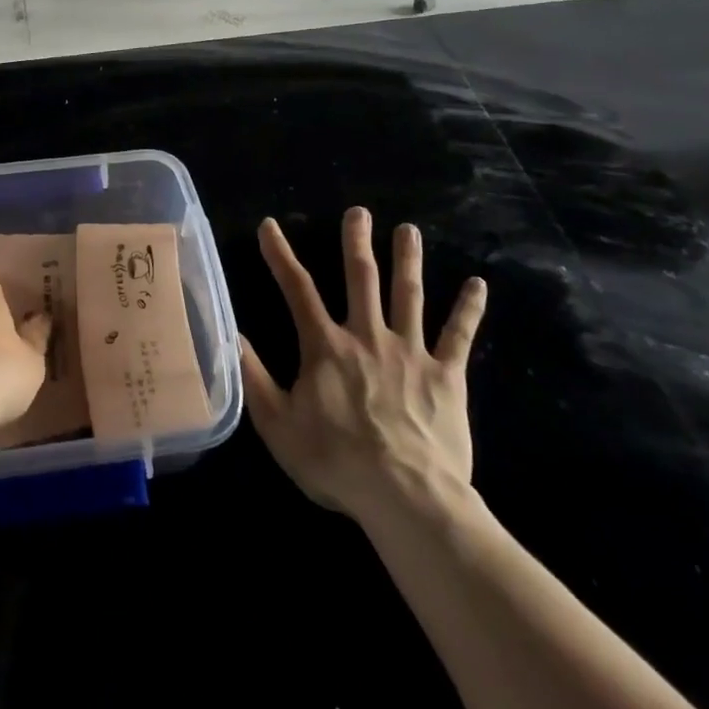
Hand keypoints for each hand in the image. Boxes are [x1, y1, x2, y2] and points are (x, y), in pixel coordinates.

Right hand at [240, 210, 487, 529]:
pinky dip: (468, 309)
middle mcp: (367, 336)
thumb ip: (253, 376)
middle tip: (359, 212)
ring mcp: (410, 352)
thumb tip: (229, 333)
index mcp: (326, 347)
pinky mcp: (446, 375)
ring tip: (409, 230)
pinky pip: (459, 336)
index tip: (270, 226)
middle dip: (357, 242)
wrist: (406, 497)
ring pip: (408, 295)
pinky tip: (478, 285)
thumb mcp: (277, 425)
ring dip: (408, 260)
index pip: (297, 289)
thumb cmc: (336, 462)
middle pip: (361, 278)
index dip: (280, 255)